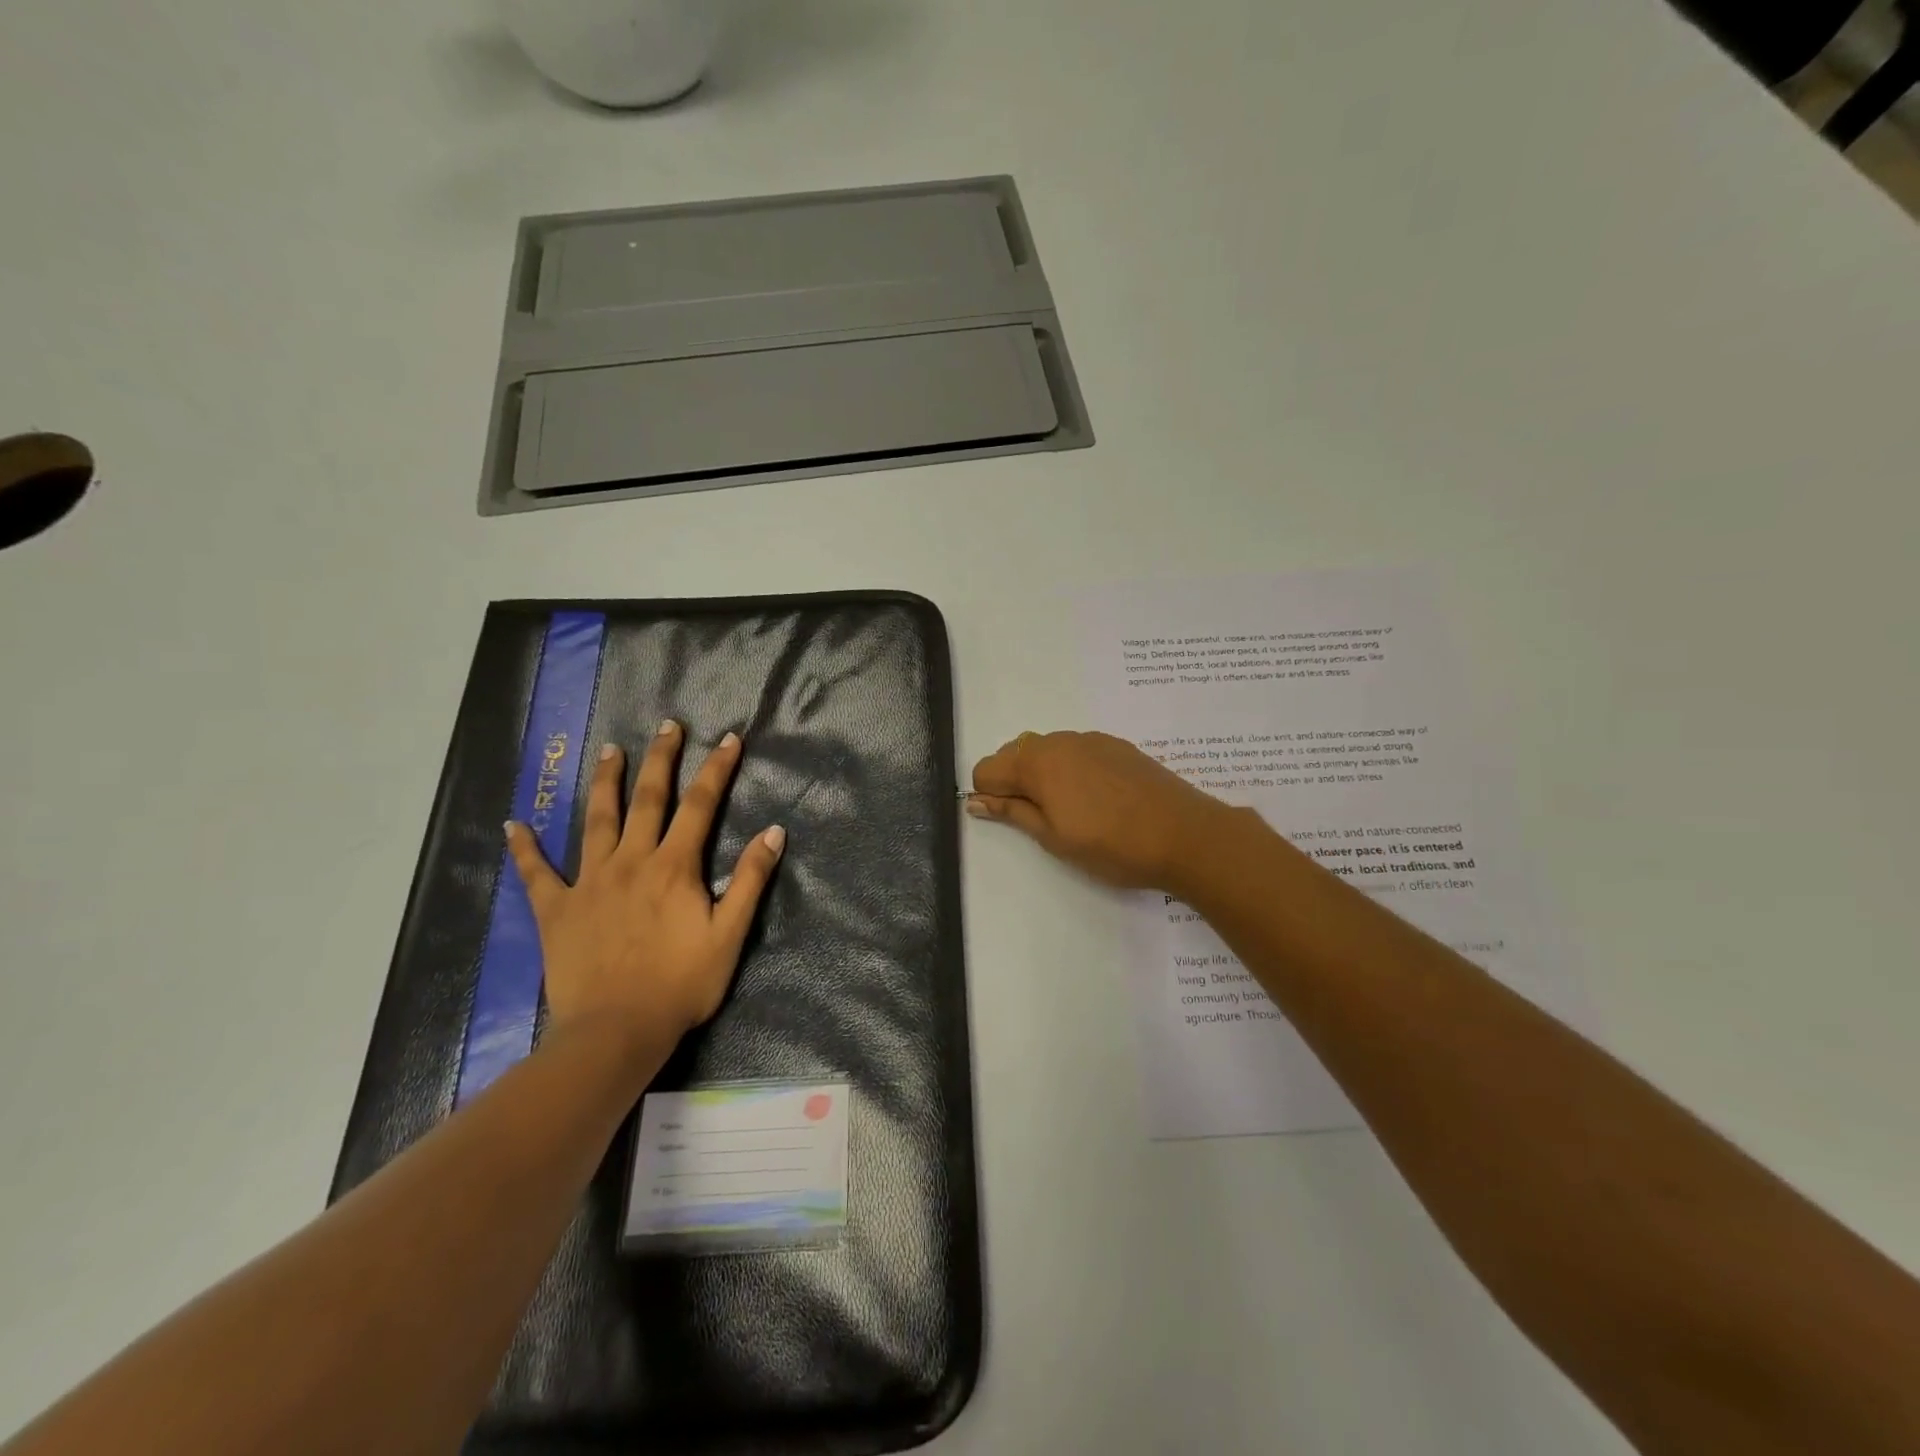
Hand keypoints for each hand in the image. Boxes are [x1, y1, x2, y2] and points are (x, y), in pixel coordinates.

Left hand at [506, 722, 784, 1043]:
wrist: (616, 1031)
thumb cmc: (681, 984)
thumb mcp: (730, 934)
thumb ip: (751, 879)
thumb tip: (773, 831)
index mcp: (674, 866)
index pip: (701, 805)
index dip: (716, 769)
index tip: (728, 739)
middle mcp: (631, 861)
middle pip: (648, 799)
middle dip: (660, 758)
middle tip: (666, 725)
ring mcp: (590, 882)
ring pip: (597, 820)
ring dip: (605, 782)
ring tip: (609, 750)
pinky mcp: (557, 909)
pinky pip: (537, 873)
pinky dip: (525, 849)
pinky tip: (513, 825)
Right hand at [966, 730, 1239, 890]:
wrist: (1184, 834)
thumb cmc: (1111, 845)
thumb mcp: (1053, 837)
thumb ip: (1012, 812)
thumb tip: (975, 800)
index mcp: (1036, 762)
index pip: (987, 768)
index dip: (990, 795)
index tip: (1010, 820)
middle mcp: (1059, 740)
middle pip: (1015, 753)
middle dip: (1014, 781)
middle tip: (1039, 819)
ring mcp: (1090, 739)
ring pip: (1047, 750)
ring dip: (1043, 774)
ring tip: (1070, 811)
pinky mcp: (1116, 745)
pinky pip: (1076, 750)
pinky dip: (1071, 768)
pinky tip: (1096, 798)